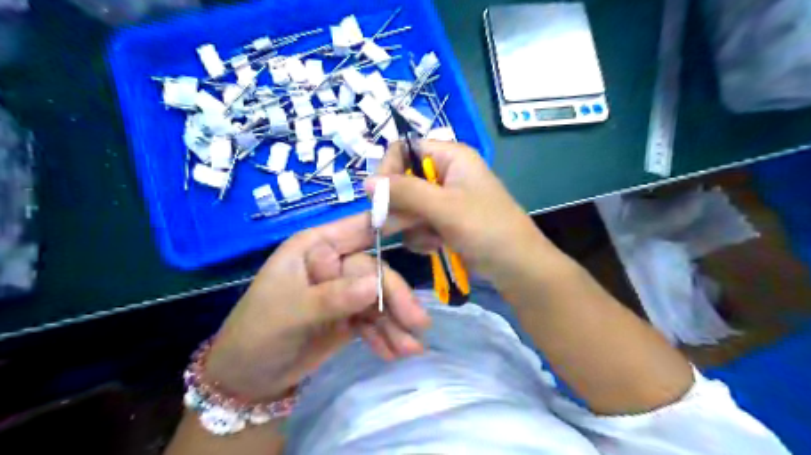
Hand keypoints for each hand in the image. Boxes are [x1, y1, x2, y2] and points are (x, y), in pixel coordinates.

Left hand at [203, 215, 430, 400]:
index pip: (359, 228)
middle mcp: (334, 264)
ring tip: (410, 349)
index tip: (425, 225)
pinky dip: (386, 336)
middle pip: (375, 272)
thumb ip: (332, 298)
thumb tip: (374, 284)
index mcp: (316, 248)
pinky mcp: (350, 316)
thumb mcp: (290, 314)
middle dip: (395, 298)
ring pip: (379, 299)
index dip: (391, 222)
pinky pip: (375, 320)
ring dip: (396, 323)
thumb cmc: (257, 334)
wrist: (247, 380)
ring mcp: (344, 291)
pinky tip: (393, 353)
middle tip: (417, 323)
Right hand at [370, 140, 555, 285]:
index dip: (388, 171)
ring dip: (412, 226)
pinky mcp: (444, 222)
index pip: (403, 150)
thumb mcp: (444, 207)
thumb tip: (367, 182)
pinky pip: (418, 224)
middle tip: (394, 228)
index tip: (379, 198)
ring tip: (430, 240)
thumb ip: (405, 192)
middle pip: (403, 181)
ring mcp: (445, 200)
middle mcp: (445, 174)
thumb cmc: (485, 228)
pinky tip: (436, 246)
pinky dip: (422, 237)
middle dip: (399, 207)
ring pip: (408, 207)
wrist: (516, 267)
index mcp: (450, 157)